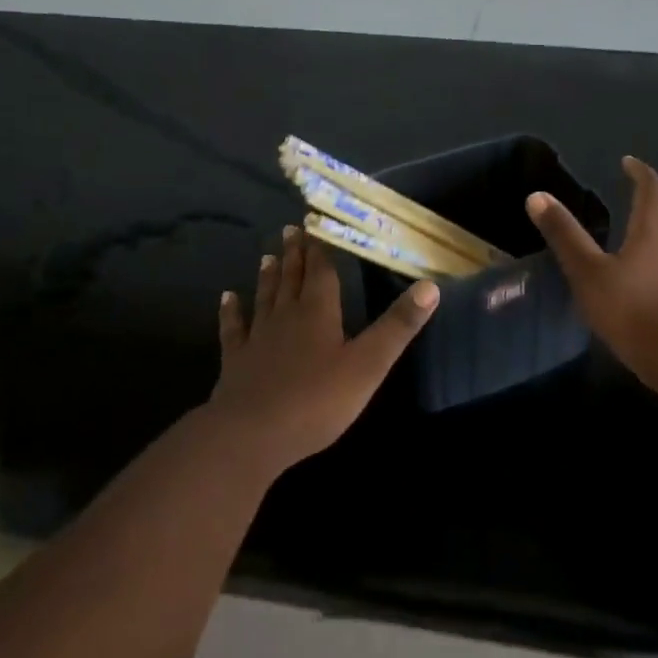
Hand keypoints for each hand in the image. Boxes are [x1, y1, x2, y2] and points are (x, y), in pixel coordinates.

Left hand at [209, 225, 439, 472]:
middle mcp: (286, 316)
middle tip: (290, 229)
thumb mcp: (369, 364)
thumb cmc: (316, 400)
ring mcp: (257, 338)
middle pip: (292, 279)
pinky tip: (227, 298)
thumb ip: (398, 326)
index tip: (314, 223)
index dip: (320, 248)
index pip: (321, 272)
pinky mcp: (235, 361)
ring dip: (268, 277)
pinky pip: (233, 329)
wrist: (251, 435)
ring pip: (265, 298)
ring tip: (267, 256)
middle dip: (295, 255)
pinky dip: (231, 312)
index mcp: (318, 312)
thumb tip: (430, 286)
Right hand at [526, 156, 657, 389]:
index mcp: (653, 231)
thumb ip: (564, 235)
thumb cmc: (634, 312)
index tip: (628, 162)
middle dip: (652, 197)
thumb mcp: (588, 273)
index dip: (640, 172)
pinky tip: (647, 279)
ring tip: (635, 235)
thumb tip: (537, 196)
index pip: (652, 189)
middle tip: (634, 193)